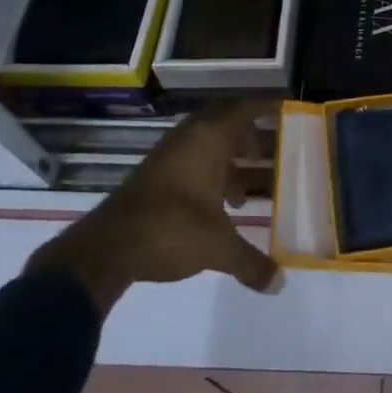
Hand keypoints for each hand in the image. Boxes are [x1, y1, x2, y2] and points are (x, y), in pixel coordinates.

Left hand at [26, 99, 282, 314]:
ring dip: (227, 161)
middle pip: (225, 123)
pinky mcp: (153, 175)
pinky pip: (191, 161)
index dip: (265, 108)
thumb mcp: (217, 247)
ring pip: (206, 145)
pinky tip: (214, 209)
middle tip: (269, 153)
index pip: (243, 109)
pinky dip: (208, 175)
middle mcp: (189, 138)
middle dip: (248, 136)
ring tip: (243, 194)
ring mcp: (168, 155)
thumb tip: (280, 284)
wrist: (105, 249)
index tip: (286, 112)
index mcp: (209, 139)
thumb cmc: (171, 229)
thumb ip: (251, 263)